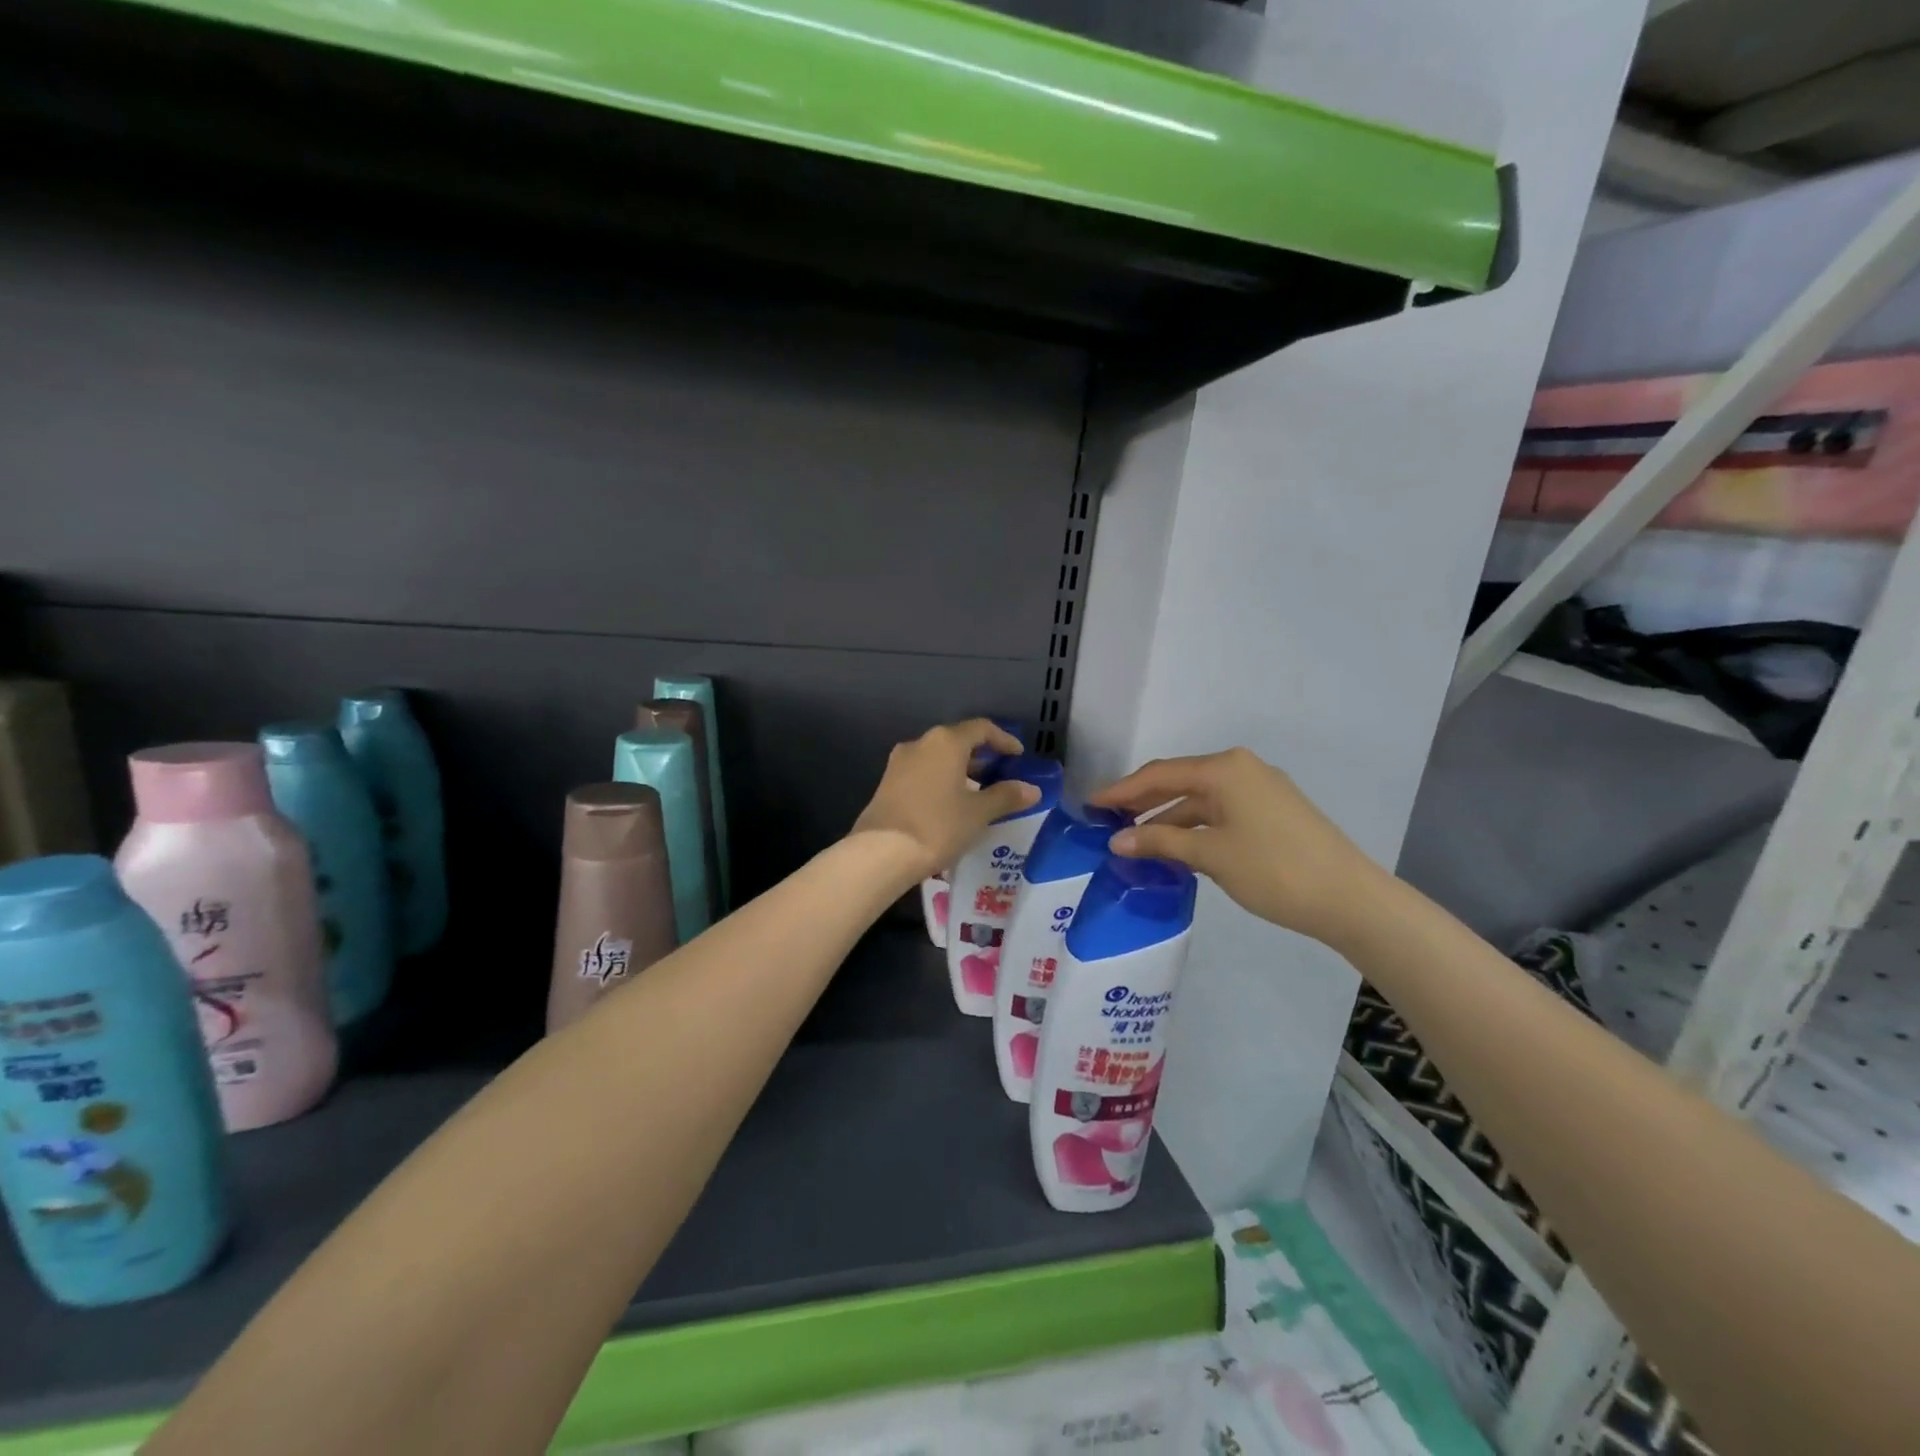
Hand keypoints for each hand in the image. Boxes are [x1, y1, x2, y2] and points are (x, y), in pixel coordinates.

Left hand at [852, 720, 1038, 882]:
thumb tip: (1031, 789)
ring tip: (979, 793)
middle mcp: (921, 743)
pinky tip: (951, 805)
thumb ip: (1006, 796)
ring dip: (961, 771)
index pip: (981, 728)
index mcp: (946, 742)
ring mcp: (900, 763)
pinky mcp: (888, 783)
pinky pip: (923, 773)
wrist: (880, 853)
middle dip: (982, 757)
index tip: (1018, 756)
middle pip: (957, 741)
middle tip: (1001, 776)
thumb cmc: (937, 826)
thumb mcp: (978, 813)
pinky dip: (942, 781)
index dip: (1003, 740)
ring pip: (938, 758)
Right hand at [1090, 748, 1390, 949]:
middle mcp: (1240, 769)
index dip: (1121, 790)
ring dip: (1167, 818)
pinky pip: (1219, 812)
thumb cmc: (1274, 870)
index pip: (1159, 774)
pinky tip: (1175, 847)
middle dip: (1141, 801)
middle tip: (1105, 820)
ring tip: (1134, 841)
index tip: (1089, 804)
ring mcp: (1259, 790)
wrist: (1350, 898)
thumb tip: (1116, 839)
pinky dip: (1193, 827)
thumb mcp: (1210, 855)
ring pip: (1199, 799)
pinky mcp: (1272, 812)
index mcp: (1224, 769)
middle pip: (1178, 781)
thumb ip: (1160, 842)